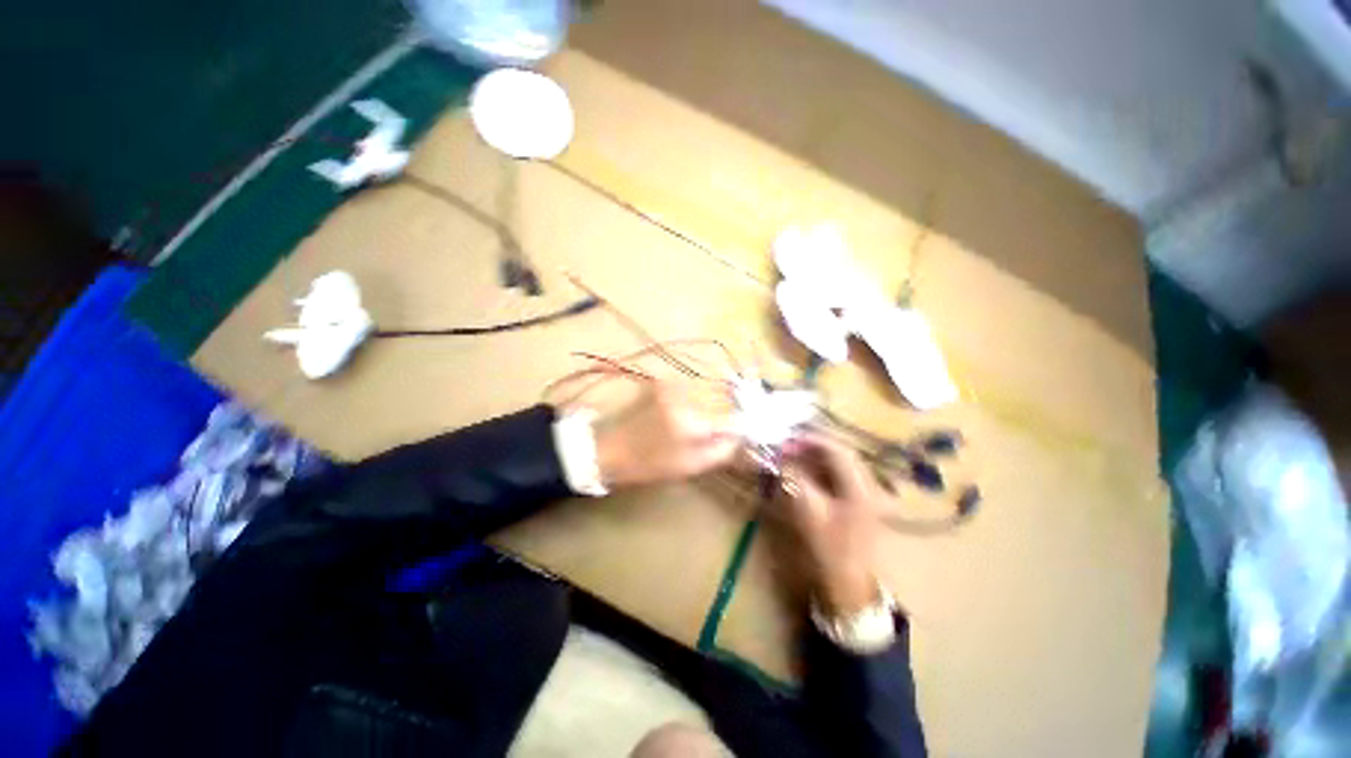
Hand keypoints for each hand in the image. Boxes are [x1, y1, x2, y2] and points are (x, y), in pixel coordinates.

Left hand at [593, 384, 738, 487]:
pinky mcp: (663, 381)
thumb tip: (741, 435)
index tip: (745, 430)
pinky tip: (689, 409)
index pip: (733, 416)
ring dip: (715, 400)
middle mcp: (686, 396)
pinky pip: (693, 385)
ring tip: (707, 418)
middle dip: (730, 408)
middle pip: (724, 396)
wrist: (608, 447)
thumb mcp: (690, 466)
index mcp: (692, 422)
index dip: (742, 423)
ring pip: (709, 387)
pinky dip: (698, 395)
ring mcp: (673, 384)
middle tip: (727, 425)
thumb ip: (722, 450)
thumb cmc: (649, 464)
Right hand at [777, 437, 885, 614]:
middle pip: (838, 454)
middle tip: (786, 449)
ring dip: (814, 459)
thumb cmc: (831, 550)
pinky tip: (804, 476)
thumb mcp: (809, 512)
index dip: (808, 441)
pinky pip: (838, 479)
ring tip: (791, 460)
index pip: (835, 449)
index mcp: (859, 485)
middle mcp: (867, 485)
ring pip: (838, 466)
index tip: (785, 442)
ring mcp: (865, 496)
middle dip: (810, 448)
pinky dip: (819, 472)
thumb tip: (779, 458)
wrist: (851, 589)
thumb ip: (794, 480)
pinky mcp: (859, 506)